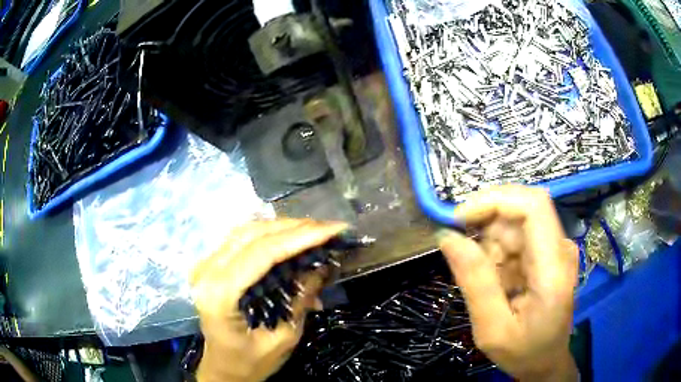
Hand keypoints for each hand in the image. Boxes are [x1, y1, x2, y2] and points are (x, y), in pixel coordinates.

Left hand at [191, 219, 347, 381]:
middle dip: (294, 227)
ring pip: (246, 231)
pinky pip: (240, 239)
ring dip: (282, 227)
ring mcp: (204, 266)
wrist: (222, 368)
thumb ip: (300, 300)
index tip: (333, 229)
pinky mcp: (209, 265)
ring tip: (314, 230)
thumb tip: (322, 266)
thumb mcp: (283, 338)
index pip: (262, 253)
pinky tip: (289, 237)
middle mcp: (206, 273)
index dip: (300, 237)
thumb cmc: (250, 362)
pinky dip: (268, 235)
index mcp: (220, 295)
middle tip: (328, 228)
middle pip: (253, 235)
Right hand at [439, 185, 578, 380]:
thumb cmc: (523, 352)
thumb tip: (446, 237)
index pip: (533, 206)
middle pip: (521, 209)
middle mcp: (560, 249)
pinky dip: (499, 253)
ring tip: (487, 282)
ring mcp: (557, 248)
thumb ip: (474, 282)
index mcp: (552, 270)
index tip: (459, 218)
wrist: (546, 361)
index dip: (495, 200)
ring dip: (491, 243)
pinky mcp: (549, 252)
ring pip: (516, 222)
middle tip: (462, 255)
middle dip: (486, 224)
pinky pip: (518, 236)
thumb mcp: (491, 330)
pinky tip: (498, 281)